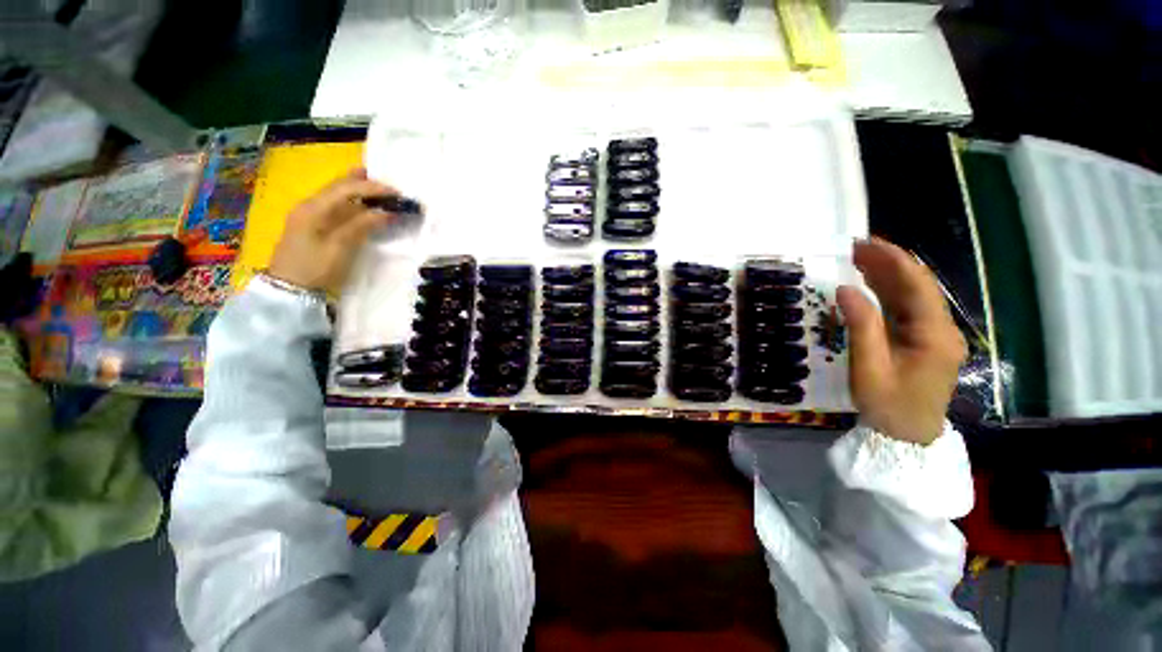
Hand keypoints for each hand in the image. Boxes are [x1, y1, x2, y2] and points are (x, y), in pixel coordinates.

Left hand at [267, 169, 397, 293]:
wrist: (290, 290)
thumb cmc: (315, 268)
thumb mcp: (340, 247)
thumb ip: (362, 225)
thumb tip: (387, 211)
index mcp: (314, 208)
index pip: (346, 189)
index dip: (373, 188)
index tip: (397, 193)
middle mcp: (310, 205)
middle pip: (339, 186)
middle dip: (364, 183)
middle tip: (389, 186)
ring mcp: (309, 215)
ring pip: (337, 195)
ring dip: (359, 192)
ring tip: (380, 192)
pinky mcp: (312, 226)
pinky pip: (336, 207)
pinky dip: (353, 204)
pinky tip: (364, 208)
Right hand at [836, 238, 966, 445]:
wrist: (908, 436)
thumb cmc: (889, 404)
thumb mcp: (869, 367)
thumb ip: (861, 326)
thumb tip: (845, 289)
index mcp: (934, 334)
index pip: (917, 285)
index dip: (893, 260)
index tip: (865, 243)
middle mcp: (942, 329)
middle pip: (918, 286)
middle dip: (889, 263)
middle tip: (855, 247)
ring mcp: (936, 335)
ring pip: (913, 296)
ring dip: (888, 276)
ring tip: (859, 259)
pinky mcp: (925, 342)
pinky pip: (908, 310)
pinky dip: (889, 293)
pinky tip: (871, 284)